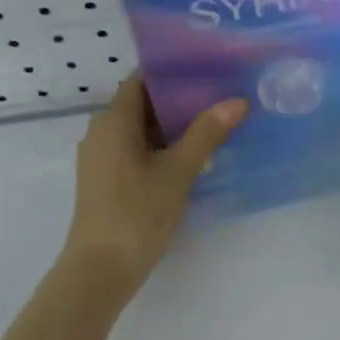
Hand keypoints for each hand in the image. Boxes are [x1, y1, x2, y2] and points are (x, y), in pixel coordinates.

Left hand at [61, 76, 246, 302]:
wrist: (102, 269)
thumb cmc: (138, 212)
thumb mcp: (178, 170)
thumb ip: (207, 133)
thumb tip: (237, 101)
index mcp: (113, 121)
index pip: (142, 80)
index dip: (173, 73)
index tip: (208, 70)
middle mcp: (102, 133)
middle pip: (142, 104)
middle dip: (180, 101)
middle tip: (221, 97)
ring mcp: (102, 158)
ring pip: (141, 130)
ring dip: (174, 127)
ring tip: (215, 124)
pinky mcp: (107, 180)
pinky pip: (136, 151)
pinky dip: (162, 148)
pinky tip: (193, 157)